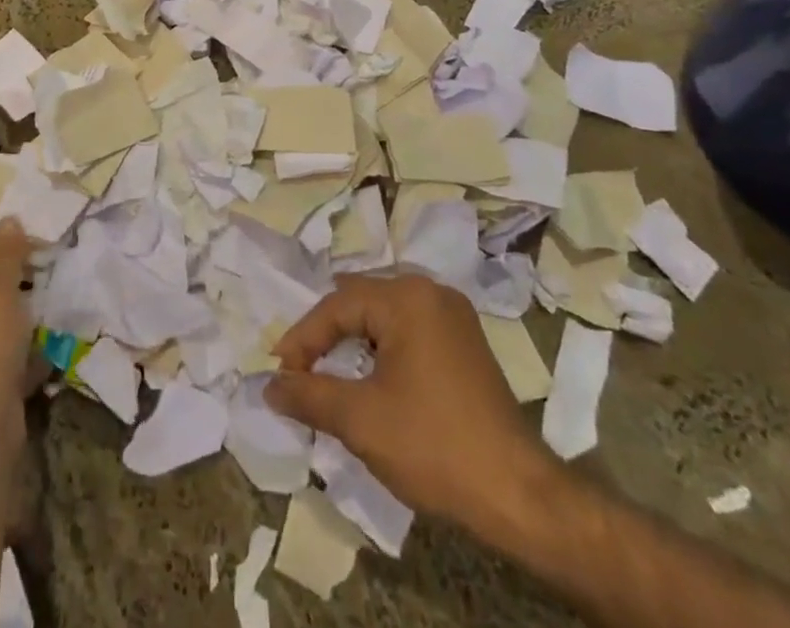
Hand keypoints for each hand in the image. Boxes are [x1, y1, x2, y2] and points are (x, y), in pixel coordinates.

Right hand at [266, 273, 559, 540]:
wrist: (520, 496)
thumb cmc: (435, 447)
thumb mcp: (360, 420)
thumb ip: (309, 395)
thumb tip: (269, 386)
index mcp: (406, 297)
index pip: (337, 306)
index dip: (302, 339)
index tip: (279, 374)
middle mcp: (430, 292)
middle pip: (359, 301)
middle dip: (325, 334)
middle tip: (298, 369)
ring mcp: (452, 316)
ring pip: (383, 316)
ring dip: (352, 342)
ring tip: (326, 373)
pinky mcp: (464, 342)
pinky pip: (408, 330)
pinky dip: (381, 349)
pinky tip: (369, 377)